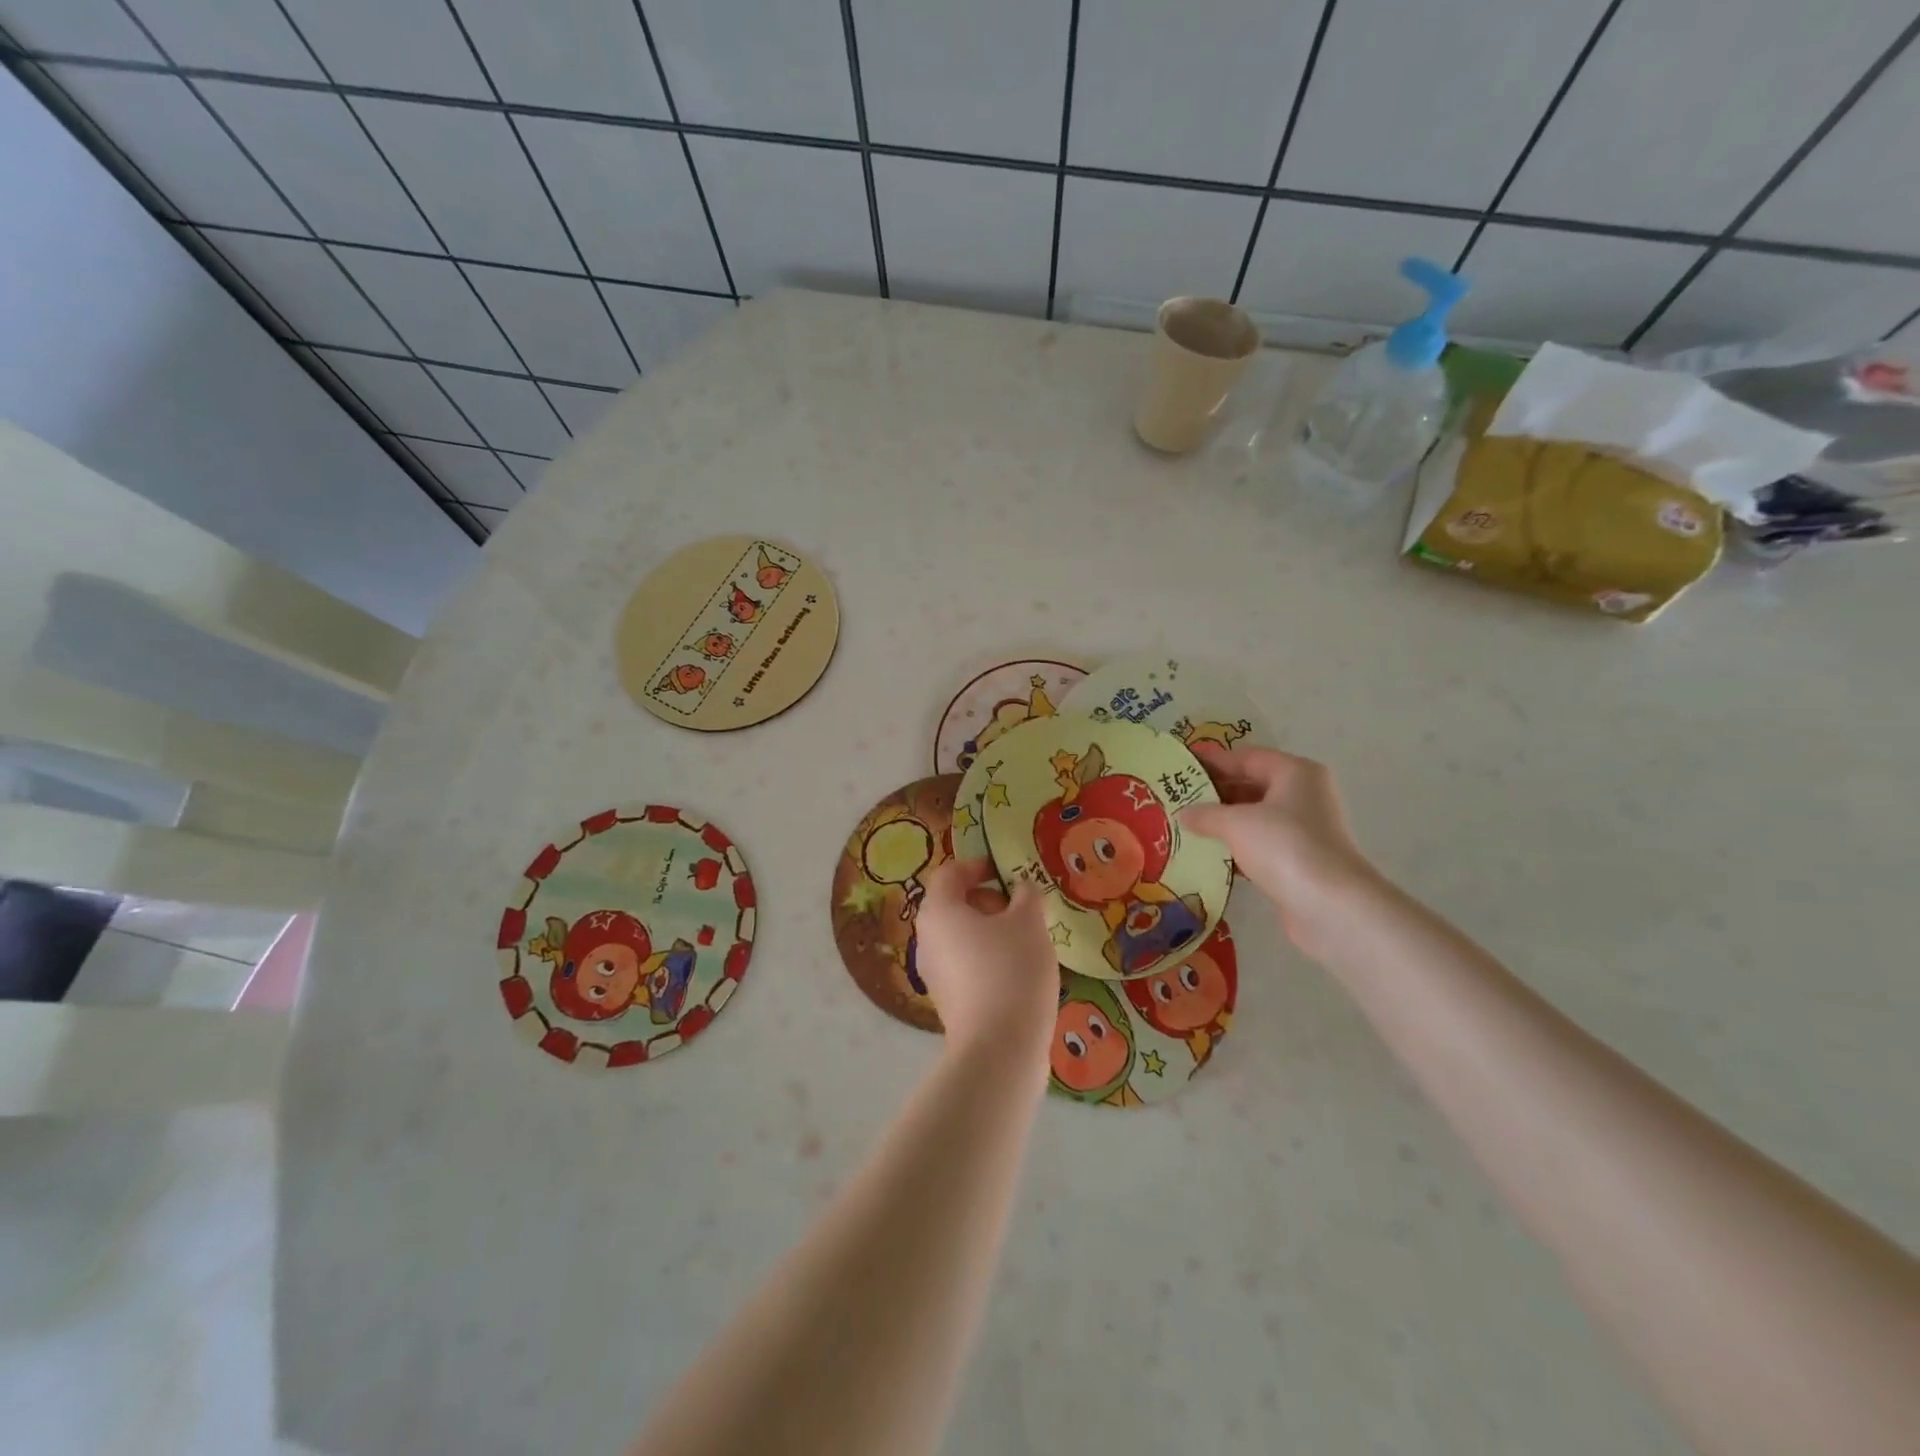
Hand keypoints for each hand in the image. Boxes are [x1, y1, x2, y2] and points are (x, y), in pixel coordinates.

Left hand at [914, 858, 1057, 1065]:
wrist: (1000, 1048)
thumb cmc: (1012, 970)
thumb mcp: (1029, 922)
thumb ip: (1026, 896)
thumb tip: (1021, 889)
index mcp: (938, 911)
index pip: (949, 874)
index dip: (977, 866)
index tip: (1005, 873)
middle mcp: (927, 939)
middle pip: (952, 905)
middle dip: (987, 900)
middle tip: (1020, 909)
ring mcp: (933, 973)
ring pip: (959, 937)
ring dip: (989, 931)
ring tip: (1025, 941)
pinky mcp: (946, 1001)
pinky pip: (964, 965)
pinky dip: (986, 958)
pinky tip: (1017, 972)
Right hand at [1181, 744, 1380, 956]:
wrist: (1330, 906)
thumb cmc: (1284, 846)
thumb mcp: (1236, 823)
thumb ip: (1206, 814)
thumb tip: (1183, 813)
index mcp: (1295, 773)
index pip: (1246, 757)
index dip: (1213, 760)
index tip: (1181, 765)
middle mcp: (1303, 796)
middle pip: (1251, 785)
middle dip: (1215, 792)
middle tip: (1177, 797)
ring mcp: (1303, 831)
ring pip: (1254, 817)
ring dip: (1222, 822)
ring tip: (1185, 825)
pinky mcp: (1297, 861)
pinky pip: (1259, 845)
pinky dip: (1234, 847)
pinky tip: (1206, 854)